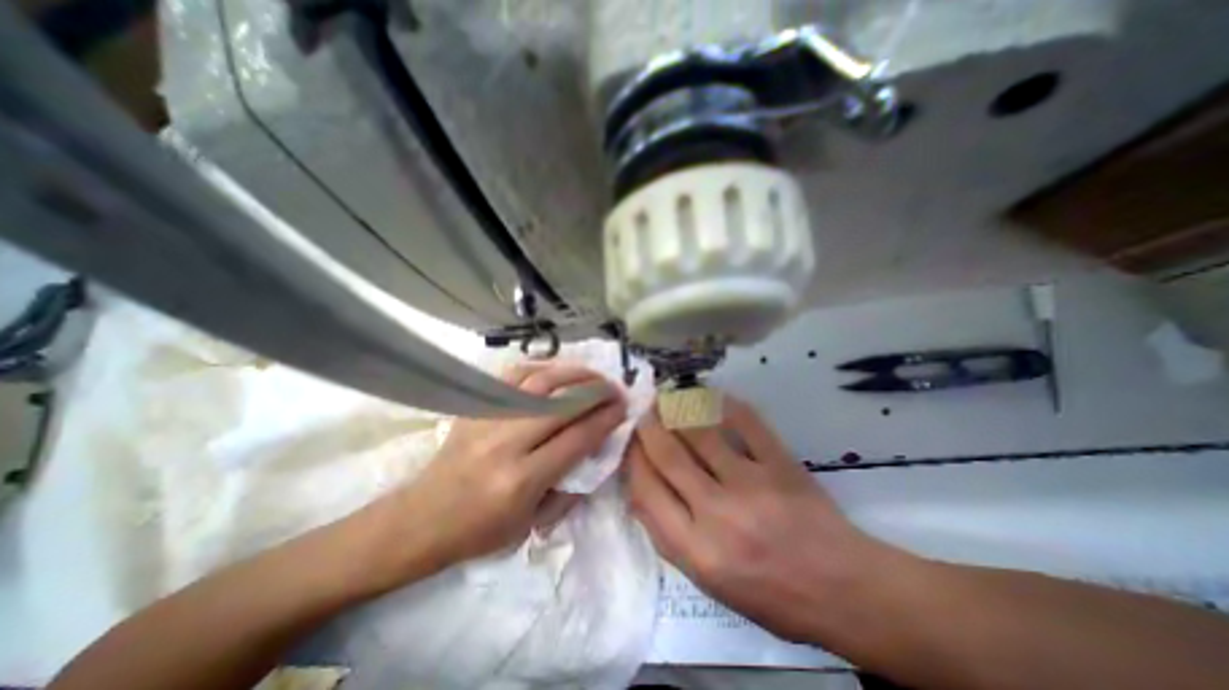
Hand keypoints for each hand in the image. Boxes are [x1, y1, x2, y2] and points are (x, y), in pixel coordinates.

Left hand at [383, 361, 626, 576]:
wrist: (421, 519)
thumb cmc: (480, 531)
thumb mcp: (532, 524)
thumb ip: (569, 488)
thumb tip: (595, 450)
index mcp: (522, 479)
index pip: (576, 438)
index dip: (605, 419)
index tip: (623, 408)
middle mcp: (506, 443)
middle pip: (562, 403)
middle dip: (596, 391)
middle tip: (615, 388)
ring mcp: (488, 419)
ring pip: (539, 382)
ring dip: (573, 373)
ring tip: (593, 375)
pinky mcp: (476, 407)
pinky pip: (513, 376)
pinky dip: (541, 368)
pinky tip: (557, 370)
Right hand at [627, 397, 890, 644]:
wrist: (844, 591)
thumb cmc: (771, 595)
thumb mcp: (708, 582)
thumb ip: (669, 535)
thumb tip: (641, 486)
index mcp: (697, 551)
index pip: (645, 491)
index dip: (632, 458)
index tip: (629, 440)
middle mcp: (719, 515)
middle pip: (668, 455)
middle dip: (649, 426)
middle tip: (643, 410)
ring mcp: (752, 485)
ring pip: (700, 431)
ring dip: (678, 408)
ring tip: (668, 397)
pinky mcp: (780, 464)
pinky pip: (745, 422)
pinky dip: (722, 403)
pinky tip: (708, 395)